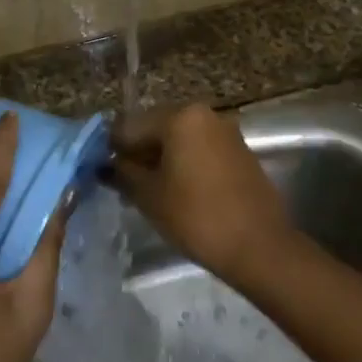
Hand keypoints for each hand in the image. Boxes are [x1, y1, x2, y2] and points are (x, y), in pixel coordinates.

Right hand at [109, 104, 290, 279]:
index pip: (131, 126)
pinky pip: (201, 151)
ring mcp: (226, 132)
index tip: (102, 173)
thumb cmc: (196, 216)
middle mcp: (205, 115)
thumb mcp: (149, 196)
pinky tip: (177, 192)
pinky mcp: (240, 152)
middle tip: (124, 185)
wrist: (258, 246)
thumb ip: (124, 173)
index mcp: (180, 117)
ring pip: (181, 141)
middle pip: (158, 129)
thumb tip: (107, 164)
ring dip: (162, 160)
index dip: (112, 150)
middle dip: (139, 154)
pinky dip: (185, 165)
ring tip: (149, 192)